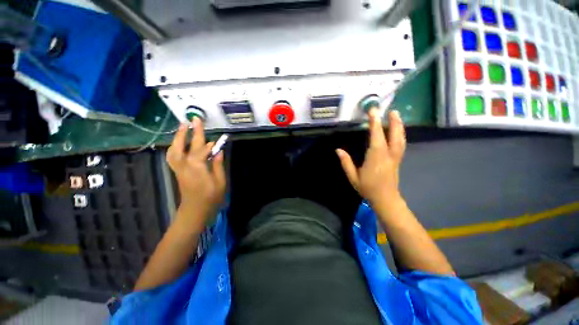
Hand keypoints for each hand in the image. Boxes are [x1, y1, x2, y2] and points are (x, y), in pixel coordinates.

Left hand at [166, 118, 225, 227]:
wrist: (195, 210)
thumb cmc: (210, 197)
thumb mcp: (220, 181)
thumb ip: (218, 165)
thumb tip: (219, 151)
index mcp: (197, 167)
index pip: (202, 150)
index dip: (210, 144)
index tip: (217, 138)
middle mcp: (185, 165)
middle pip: (187, 145)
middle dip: (191, 132)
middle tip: (194, 119)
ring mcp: (179, 168)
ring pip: (175, 149)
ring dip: (179, 137)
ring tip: (183, 126)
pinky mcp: (177, 171)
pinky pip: (172, 156)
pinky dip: (174, 147)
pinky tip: (178, 143)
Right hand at [336, 109, 405, 205]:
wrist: (385, 199)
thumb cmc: (368, 188)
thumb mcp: (353, 177)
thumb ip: (346, 163)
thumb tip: (338, 150)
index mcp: (376, 157)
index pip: (376, 136)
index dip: (374, 123)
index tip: (373, 111)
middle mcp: (388, 155)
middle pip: (394, 135)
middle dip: (393, 121)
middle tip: (392, 110)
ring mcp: (395, 157)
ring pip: (400, 139)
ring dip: (399, 126)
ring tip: (396, 116)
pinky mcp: (398, 160)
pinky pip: (401, 144)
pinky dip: (400, 134)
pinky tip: (398, 131)